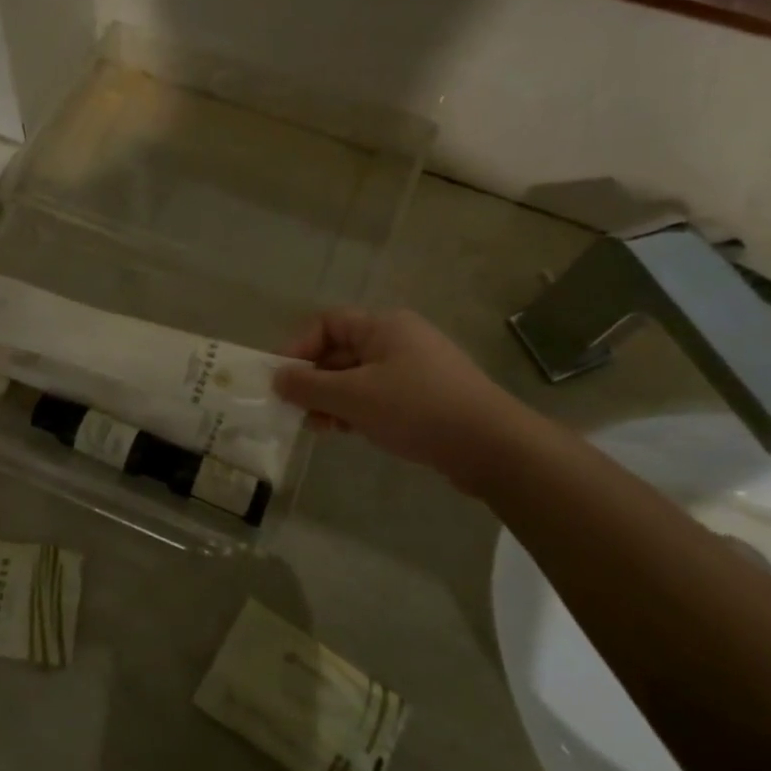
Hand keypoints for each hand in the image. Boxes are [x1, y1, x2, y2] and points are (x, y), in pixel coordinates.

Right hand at [273, 308, 534, 490]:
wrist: (493, 447)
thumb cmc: (416, 409)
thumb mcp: (353, 397)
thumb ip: (309, 386)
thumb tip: (277, 378)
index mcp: (383, 326)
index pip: (327, 323)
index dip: (298, 347)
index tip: (280, 378)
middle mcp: (399, 339)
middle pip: (341, 350)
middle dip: (314, 379)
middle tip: (295, 409)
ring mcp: (415, 369)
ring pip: (358, 377)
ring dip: (332, 399)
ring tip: (318, 427)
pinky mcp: (425, 397)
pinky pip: (378, 395)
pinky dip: (357, 410)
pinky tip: (347, 432)